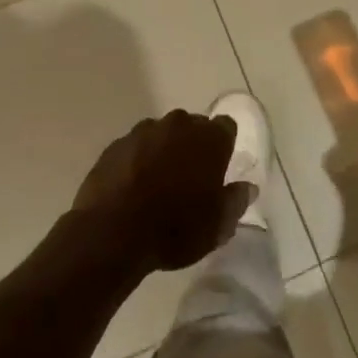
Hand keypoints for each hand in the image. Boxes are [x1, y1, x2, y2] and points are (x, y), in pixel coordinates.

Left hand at [72, 110, 255, 272]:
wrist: (111, 234)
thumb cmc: (174, 229)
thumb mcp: (216, 226)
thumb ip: (235, 201)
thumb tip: (247, 187)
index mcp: (209, 138)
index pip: (226, 126)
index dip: (224, 146)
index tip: (219, 168)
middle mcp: (179, 124)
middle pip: (193, 126)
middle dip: (193, 146)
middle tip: (189, 179)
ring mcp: (143, 131)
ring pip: (161, 135)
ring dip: (163, 151)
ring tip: (157, 184)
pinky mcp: (115, 145)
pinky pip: (134, 147)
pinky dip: (137, 160)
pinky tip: (132, 187)